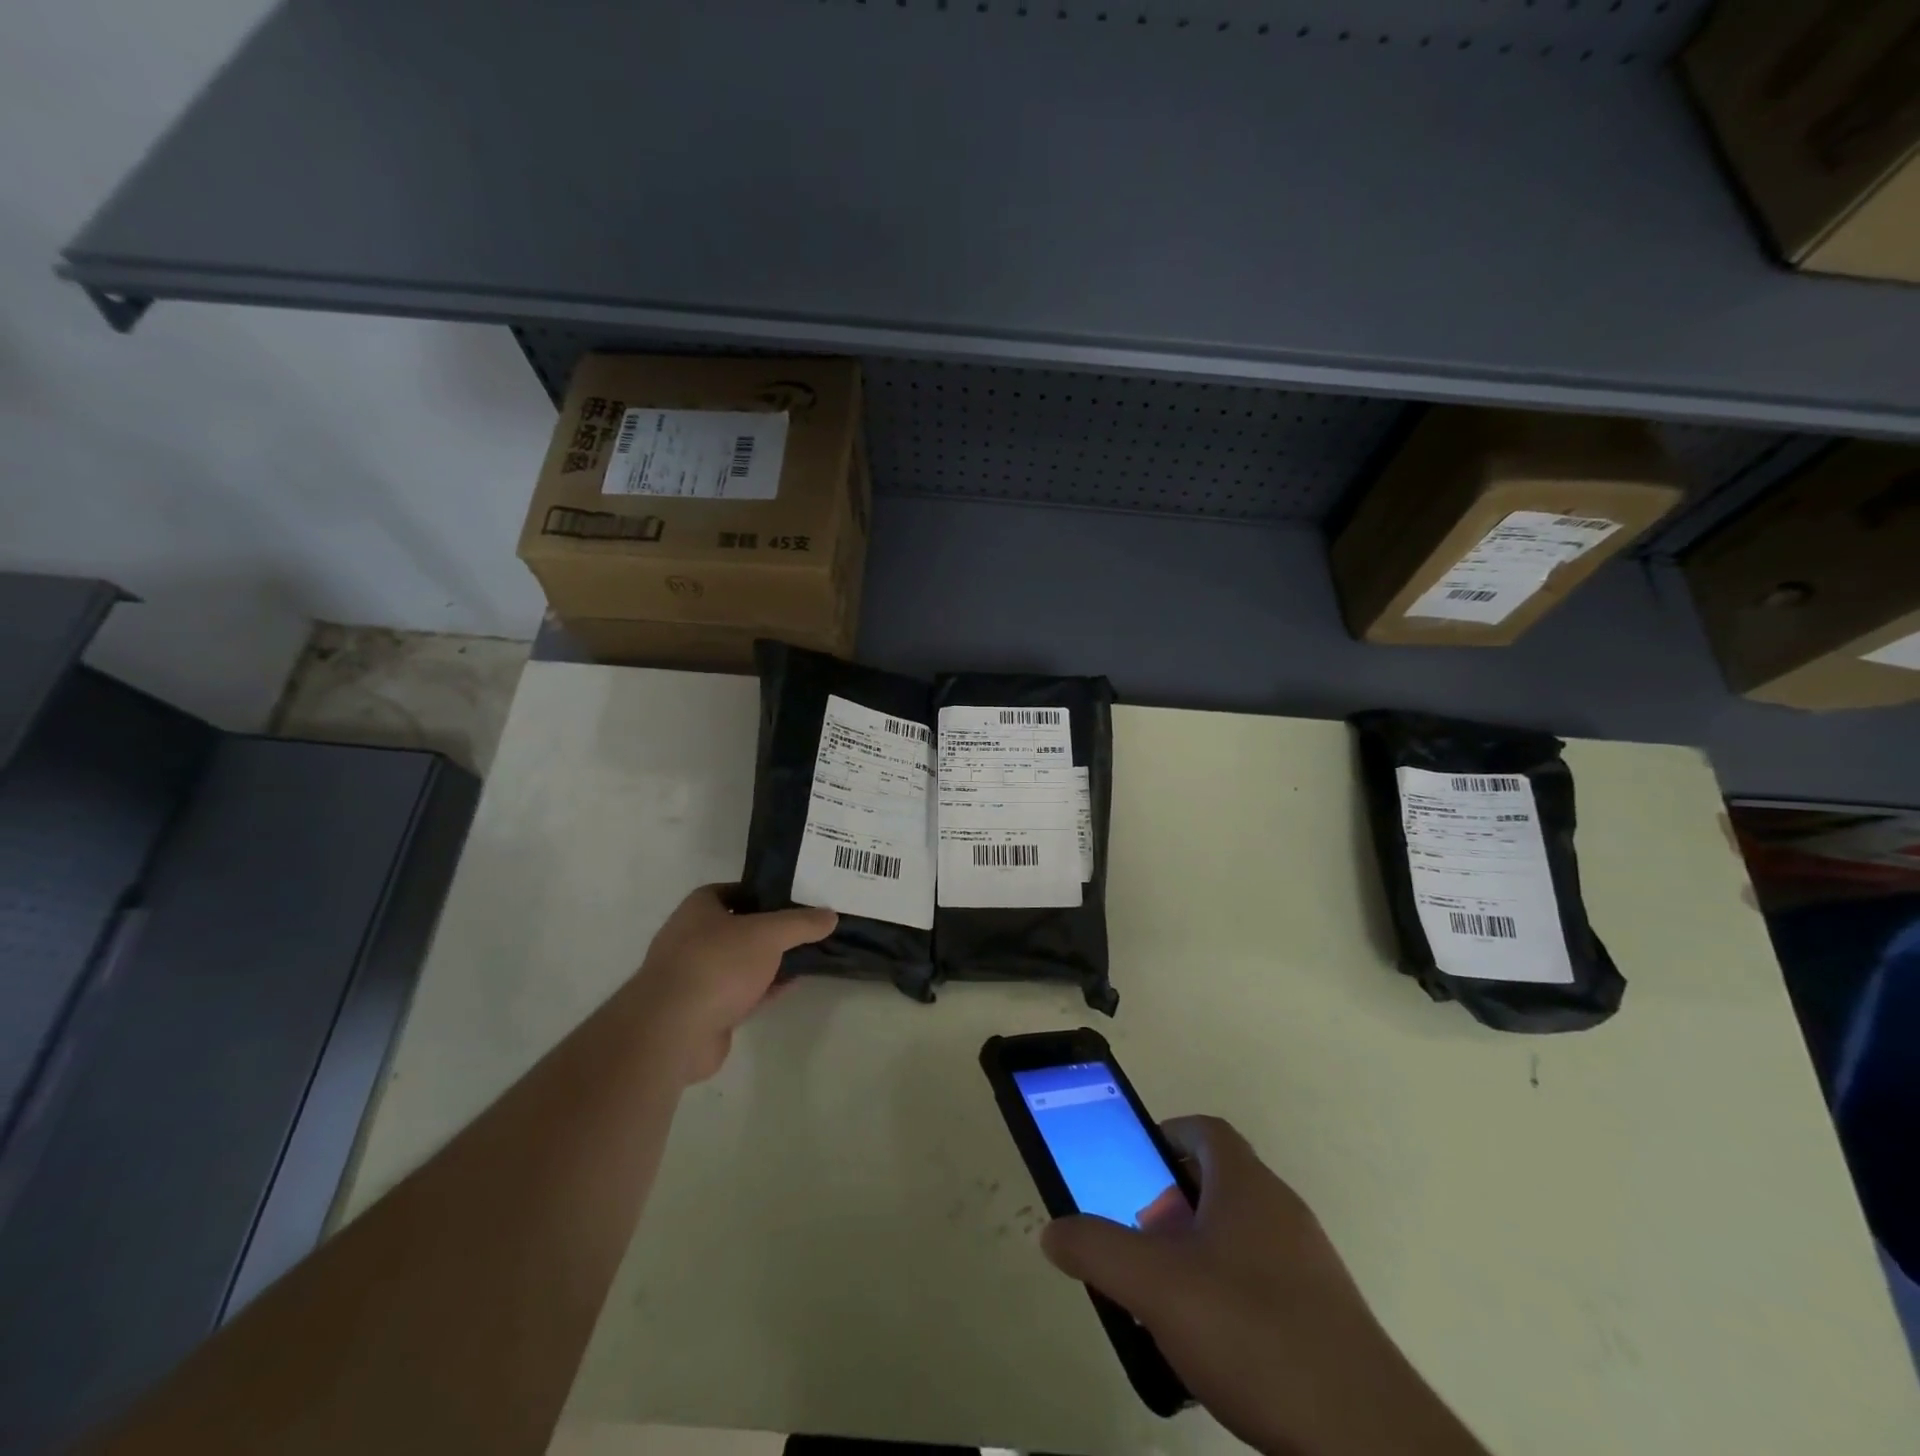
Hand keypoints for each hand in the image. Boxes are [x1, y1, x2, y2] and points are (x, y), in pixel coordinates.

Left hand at [626, 884, 835, 1083]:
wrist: (674, 1030)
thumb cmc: (717, 964)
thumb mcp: (768, 934)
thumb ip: (801, 923)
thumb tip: (831, 915)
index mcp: (699, 908)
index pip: (735, 890)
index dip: (763, 891)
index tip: (795, 896)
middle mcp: (693, 938)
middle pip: (740, 927)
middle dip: (771, 928)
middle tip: (808, 926)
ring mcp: (697, 976)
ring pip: (742, 962)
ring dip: (770, 961)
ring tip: (808, 953)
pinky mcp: (705, 1010)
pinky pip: (742, 992)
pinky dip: (766, 987)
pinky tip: (793, 983)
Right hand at [1041, 1116, 1485, 1455]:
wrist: (1369, 1441)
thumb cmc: (1254, 1334)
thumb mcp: (1156, 1287)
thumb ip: (1098, 1250)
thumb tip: (1053, 1230)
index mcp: (1247, 1185)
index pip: (1203, 1130)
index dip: (1163, 1137)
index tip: (1131, 1167)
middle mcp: (1281, 1211)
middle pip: (1217, 1183)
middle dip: (1169, 1205)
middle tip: (1138, 1242)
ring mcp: (1307, 1266)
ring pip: (1237, 1237)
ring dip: (1195, 1254)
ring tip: (1163, 1300)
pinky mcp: (1323, 1319)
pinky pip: (1260, 1284)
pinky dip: (1226, 1297)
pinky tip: (1209, 1350)